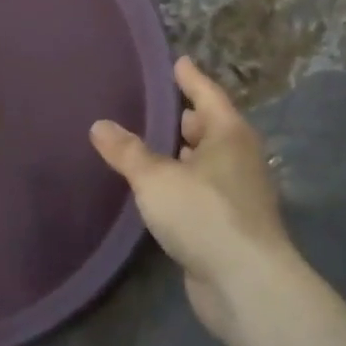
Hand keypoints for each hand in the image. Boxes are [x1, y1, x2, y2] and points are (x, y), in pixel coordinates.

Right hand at [90, 57, 303, 339]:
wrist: (245, 284)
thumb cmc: (203, 214)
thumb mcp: (155, 178)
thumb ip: (127, 151)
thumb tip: (100, 125)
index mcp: (229, 136)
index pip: (208, 95)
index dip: (191, 78)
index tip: (178, 61)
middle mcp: (239, 159)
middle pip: (210, 128)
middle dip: (185, 118)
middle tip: (154, 106)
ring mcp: (238, 195)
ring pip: (206, 163)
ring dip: (183, 154)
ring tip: (150, 146)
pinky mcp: (230, 226)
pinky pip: (202, 192)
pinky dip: (182, 184)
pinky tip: (160, 190)